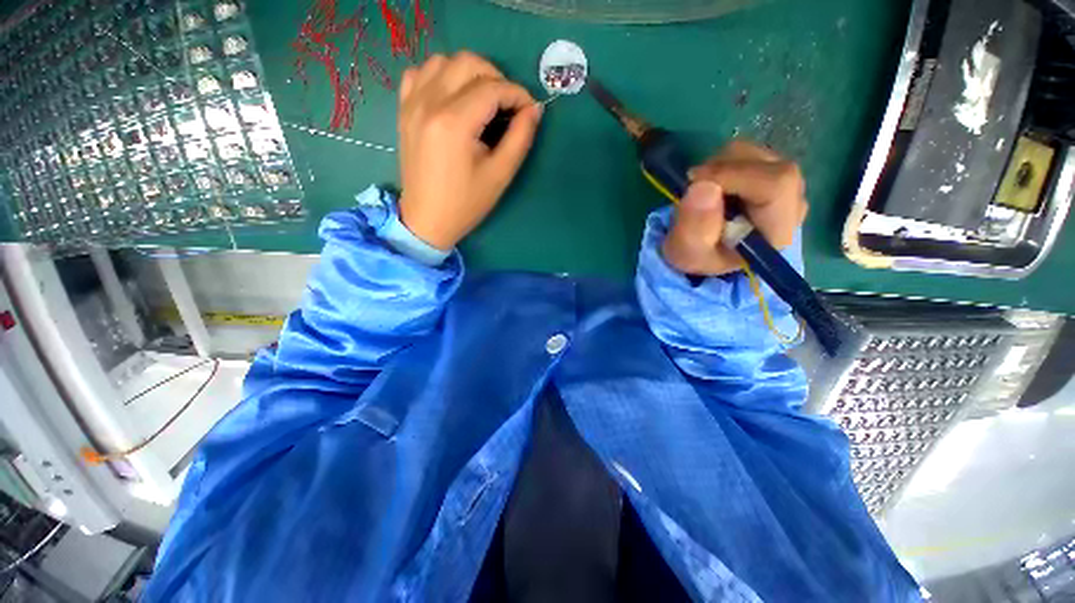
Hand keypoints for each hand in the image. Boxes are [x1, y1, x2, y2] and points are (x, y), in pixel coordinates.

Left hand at [397, 52, 542, 250]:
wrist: (427, 219)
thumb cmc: (466, 203)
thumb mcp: (500, 175)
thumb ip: (520, 138)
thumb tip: (534, 109)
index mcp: (454, 122)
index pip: (492, 88)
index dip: (517, 94)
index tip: (530, 110)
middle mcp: (429, 103)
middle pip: (468, 63)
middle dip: (496, 78)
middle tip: (508, 105)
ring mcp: (411, 103)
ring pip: (443, 61)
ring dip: (469, 73)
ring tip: (482, 99)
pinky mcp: (404, 110)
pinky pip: (420, 73)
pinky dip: (441, 75)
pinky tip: (452, 96)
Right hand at [662, 140, 807, 275]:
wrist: (708, 254)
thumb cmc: (699, 257)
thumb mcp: (687, 253)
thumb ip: (694, 228)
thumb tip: (703, 186)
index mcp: (777, 231)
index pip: (776, 184)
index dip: (733, 175)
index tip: (696, 181)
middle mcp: (792, 203)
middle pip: (767, 164)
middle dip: (722, 169)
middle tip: (694, 188)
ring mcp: (787, 186)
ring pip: (756, 154)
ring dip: (721, 166)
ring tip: (703, 192)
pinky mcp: (774, 174)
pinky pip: (750, 155)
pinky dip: (725, 164)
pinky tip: (715, 187)